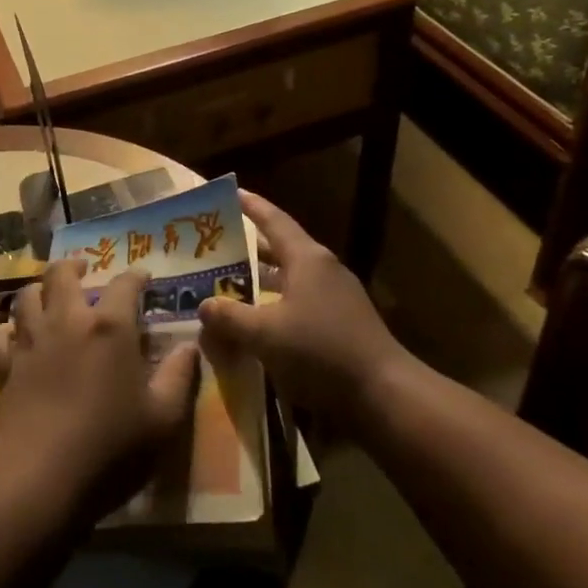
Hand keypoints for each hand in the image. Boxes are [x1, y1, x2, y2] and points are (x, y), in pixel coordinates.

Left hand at [0, 260, 199, 523]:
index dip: (136, 276)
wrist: (41, 475)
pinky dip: (5, 331)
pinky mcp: (5, 366)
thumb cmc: (111, 445)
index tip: (143, 277)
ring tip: (48, 296)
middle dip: (74, 266)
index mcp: (110, 326)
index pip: (125, 284)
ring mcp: (31, 341)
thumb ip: (179, 376)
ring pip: (26, 295)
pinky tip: (14, 338)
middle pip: (62, 274)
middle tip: (83, 270)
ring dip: (39, 290)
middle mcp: (68, 321)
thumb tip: (189, 346)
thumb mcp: (163, 417)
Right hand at [198, 192, 408, 429]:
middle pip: (280, 249)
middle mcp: (323, 270)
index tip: (230, 192)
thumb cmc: (321, 352)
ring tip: (227, 284)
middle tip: (215, 247)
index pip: (273, 220)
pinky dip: (275, 305)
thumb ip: (230, 317)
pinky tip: (256, 323)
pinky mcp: (341, 324)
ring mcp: (336, 297)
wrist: (384, 395)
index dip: (251, 206)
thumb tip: (204, 305)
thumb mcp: (265, 335)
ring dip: (260, 280)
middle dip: (248, 247)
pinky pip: (299, 303)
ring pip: (289, 279)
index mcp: (307, 259)